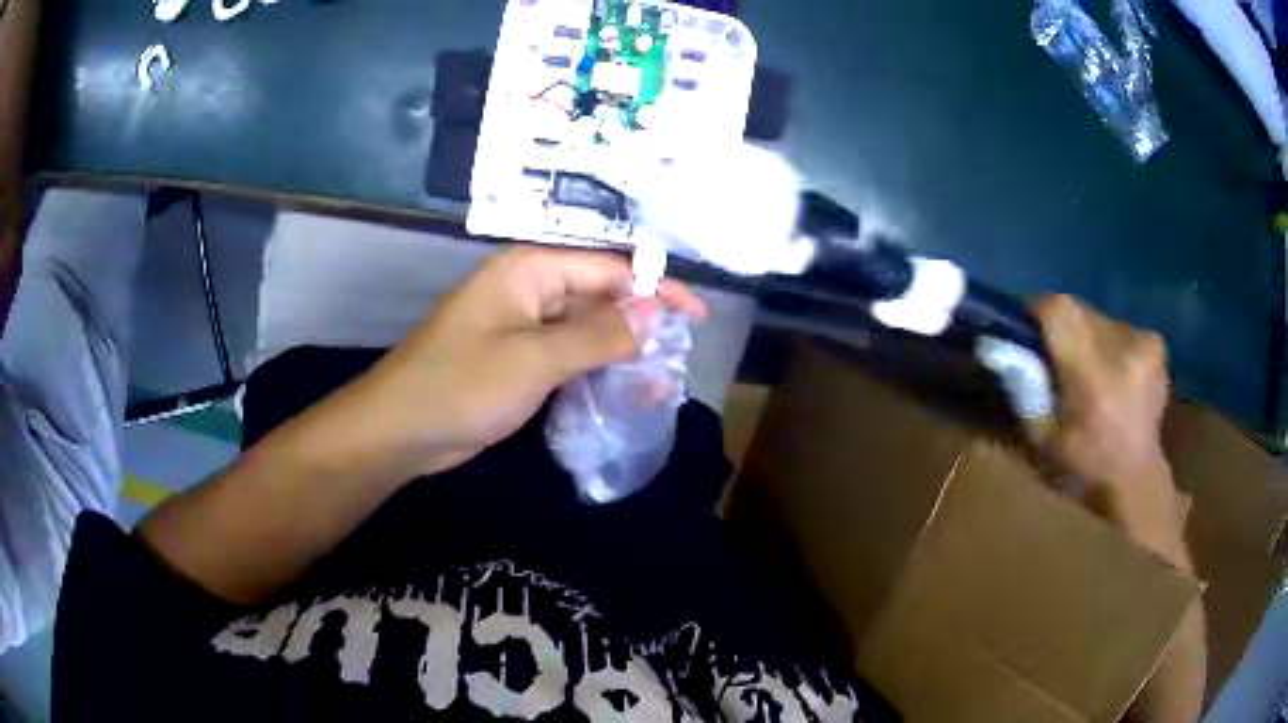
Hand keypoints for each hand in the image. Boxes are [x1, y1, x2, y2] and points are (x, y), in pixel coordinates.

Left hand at [348, 246, 706, 475]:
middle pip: (599, 296)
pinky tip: (622, 393)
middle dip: (640, 324)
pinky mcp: (516, 360)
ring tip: (660, 381)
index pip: (609, 267)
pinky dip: (594, 371)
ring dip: (620, 352)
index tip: (696, 317)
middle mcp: (529, 289)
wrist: (402, 431)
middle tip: (679, 357)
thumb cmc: (463, 384)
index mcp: (531, 269)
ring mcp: (521, 327)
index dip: (656, 288)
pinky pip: (566, 357)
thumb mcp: (536, 359)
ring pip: (585, 330)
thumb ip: (598, 334)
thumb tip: (653, 312)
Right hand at [1032, 295, 1186, 557]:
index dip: (1037, 310)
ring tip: (1088, 372)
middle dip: (1062, 328)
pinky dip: (1111, 345)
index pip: (1060, 309)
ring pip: (1099, 319)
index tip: (1027, 329)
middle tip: (1056, 358)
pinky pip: (1121, 329)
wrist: (1136, 484)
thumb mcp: (1041, 438)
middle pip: (1079, 310)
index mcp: (1093, 376)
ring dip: (1087, 338)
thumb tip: (1008, 347)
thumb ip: (1026, 388)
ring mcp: (1145, 345)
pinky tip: (1114, 375)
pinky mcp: (1156, 345)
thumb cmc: (1083, 470)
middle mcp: (1123, 350)